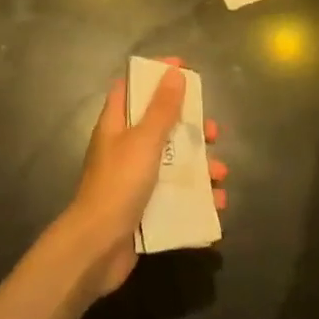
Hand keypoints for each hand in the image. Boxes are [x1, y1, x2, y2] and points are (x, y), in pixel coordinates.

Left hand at [56, 60, 227, 299]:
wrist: (96, 248)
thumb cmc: (119, 184)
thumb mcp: (144, 140)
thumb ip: (162, 108)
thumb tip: (174, 73)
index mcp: (116, 124)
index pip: (133, 87)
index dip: (156, 75)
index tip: (184, 70)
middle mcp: (124, 148)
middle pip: (160, 126)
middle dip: (190, 127)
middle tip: (212, 133)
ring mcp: (134, 180)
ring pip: (172, 162)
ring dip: (199, 166)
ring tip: (221, 175)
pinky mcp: (144, 208)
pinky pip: (174, 195)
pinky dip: (196, 197)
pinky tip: (216, 204)